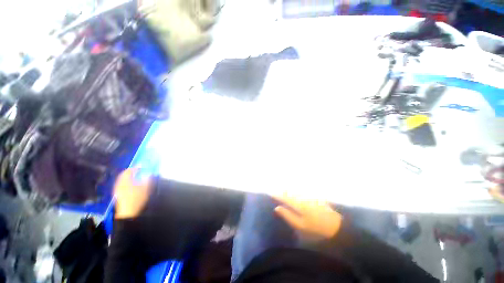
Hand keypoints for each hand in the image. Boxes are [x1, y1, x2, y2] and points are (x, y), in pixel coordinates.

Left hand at [113, 168, 152, 218]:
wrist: (128, 212)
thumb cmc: (137, 199)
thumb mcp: (146, 188)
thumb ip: (148, 179)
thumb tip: (150, 174)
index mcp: (125, 181)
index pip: (129, 171)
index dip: (135, 168)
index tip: (141, 166)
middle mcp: (120, 184)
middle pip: (124, 175)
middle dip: (131, 172)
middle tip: (137, 170)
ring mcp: (117, 189)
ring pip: (122, 180)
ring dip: (128, 177)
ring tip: (135, 176)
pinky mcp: (118, 194)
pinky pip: (121, 184)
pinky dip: (126, 182)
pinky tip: (132, 184)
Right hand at [272, 194, 341, 238]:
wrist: (334, 224)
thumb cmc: (316, 227)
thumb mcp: (301, 225)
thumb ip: (288, 216)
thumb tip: (277, 208)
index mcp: (298, 204)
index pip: (284, 197)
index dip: (277, 195)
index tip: (270, 193)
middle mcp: (302, 197)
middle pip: (289, 191)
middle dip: (281, 190)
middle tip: (274, 189)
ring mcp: (308, 195)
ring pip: (295, 189)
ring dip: (288, 188)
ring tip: (281, 188)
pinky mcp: (312, 195)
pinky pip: (301, 189)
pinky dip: (295, 189)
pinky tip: (294, 189)